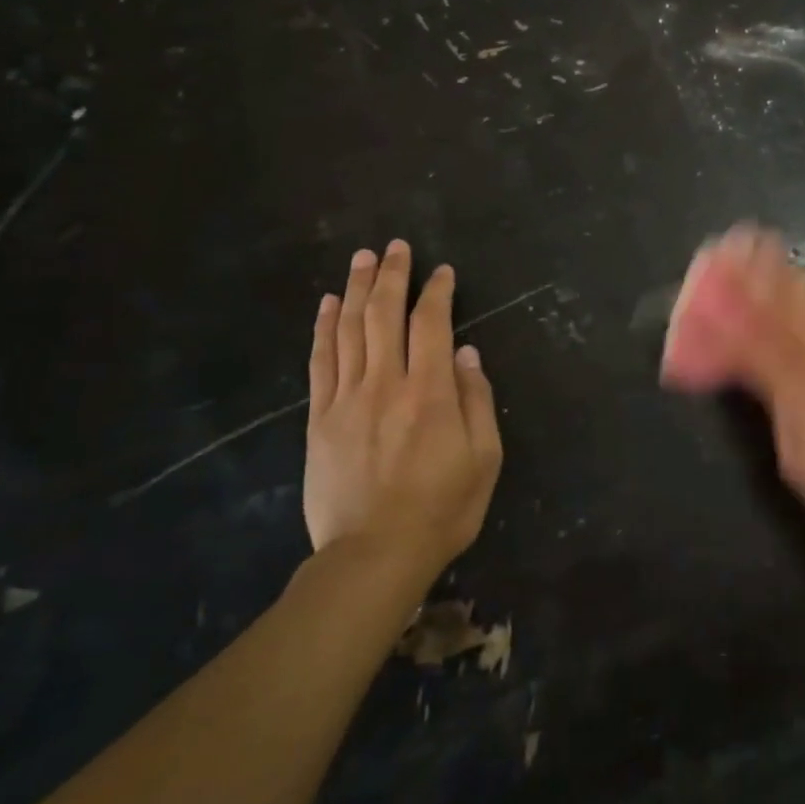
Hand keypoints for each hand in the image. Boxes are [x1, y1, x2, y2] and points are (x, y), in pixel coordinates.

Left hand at [303, 241, 502, 576]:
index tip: (442, 271)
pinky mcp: (320, 418)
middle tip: (396, 247)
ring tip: (362, 259)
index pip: (433, 325)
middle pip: (386, 315)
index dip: (437, 292)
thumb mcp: (485, 459)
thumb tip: (467, 353)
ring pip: (350, 329)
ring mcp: (347, 398)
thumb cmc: (442, 509)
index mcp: (431, 392)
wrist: (373, 556)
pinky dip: (324, 327)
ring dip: (357, 289)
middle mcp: (386, 383)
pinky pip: (320, 361)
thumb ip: (477, 400)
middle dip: (392, 275)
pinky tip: (328, 304)